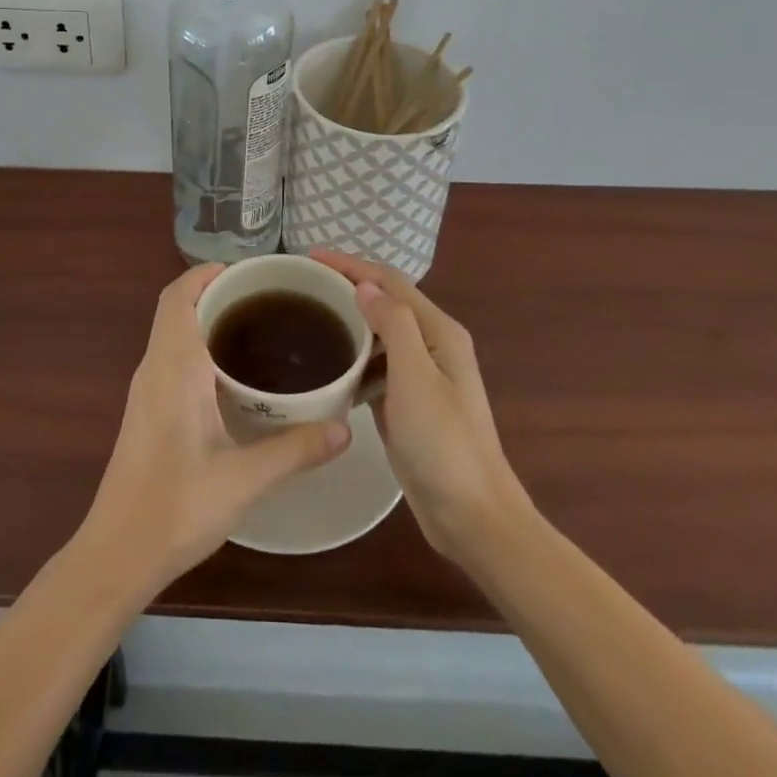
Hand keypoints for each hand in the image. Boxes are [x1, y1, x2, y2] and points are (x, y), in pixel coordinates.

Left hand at [77, 264, 350, 591]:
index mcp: (174, 366)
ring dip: (205, 318)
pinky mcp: (146, 411)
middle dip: (214, 292)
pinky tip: (232, 375)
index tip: (248, 272)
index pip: (179, 296)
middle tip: (265, 298)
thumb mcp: (244, 478)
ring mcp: (146, 390)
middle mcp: (155, 367)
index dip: (207, 273)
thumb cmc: (177, 505)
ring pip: (172, 333)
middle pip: (176, 308)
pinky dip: (198, 346)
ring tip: (256, 328)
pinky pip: (171, 357)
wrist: (118, 552)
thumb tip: (346, 428)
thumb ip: (296, 449)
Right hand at [310, 250, 532, 563]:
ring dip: (350, 322)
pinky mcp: (410, 404)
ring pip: (380, 335)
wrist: (472, 517)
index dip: (351, 264)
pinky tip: (330, 367)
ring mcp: (423, 377)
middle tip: (303, 286)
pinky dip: (354, 358)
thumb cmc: (443, 444)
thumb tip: (364, 285)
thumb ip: (393, 324)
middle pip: (386, 302)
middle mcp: (433, 346)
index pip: (390, 282)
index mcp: (439, 332)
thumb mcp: (415, 376)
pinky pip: (377, 367)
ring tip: (309, 319)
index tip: (309, 258)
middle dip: (348, 287)